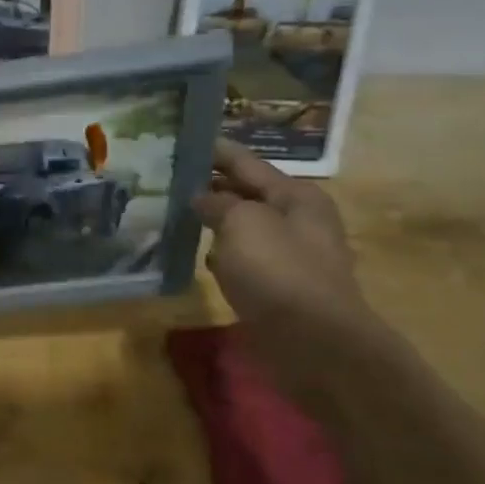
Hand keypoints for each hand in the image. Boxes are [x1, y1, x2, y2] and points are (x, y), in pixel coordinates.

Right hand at [190, 141, 369, 336]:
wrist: (313, 342)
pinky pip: (245, 259)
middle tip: (171, 178)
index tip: (185, 140)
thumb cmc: (278, 271)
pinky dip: (223, 254)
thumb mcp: (242, 223)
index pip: (246, 163)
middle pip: (247, 194)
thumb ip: (218, 203)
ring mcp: (291, 256)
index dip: (215, 152)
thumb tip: (202, 199)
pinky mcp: (280, 287)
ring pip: (244, 228)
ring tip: (176, 213)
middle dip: (212, 187)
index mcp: (296, 196)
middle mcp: (298, 220)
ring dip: (216, 221)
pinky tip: (200, 255)